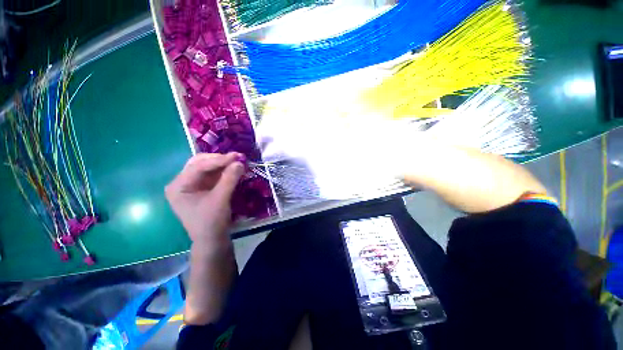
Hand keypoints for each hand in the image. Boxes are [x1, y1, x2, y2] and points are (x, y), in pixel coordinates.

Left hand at [165, 152, 244, 249]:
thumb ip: (229, 179)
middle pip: (200, 163)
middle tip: (238, 158)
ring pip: (208, 167)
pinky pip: (213, 175)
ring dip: (223, 164)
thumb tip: (240, 162)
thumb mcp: (221, 199)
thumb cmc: (211, 222)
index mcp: (178, 186)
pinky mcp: (203, 188)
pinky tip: (234, 169)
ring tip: (238, 162)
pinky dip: (224, 171)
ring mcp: (193, 185)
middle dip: (220, 160)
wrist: (212, 239)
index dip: (219, 160)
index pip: (198, 166)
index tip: (237, 156)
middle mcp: (182, 182)